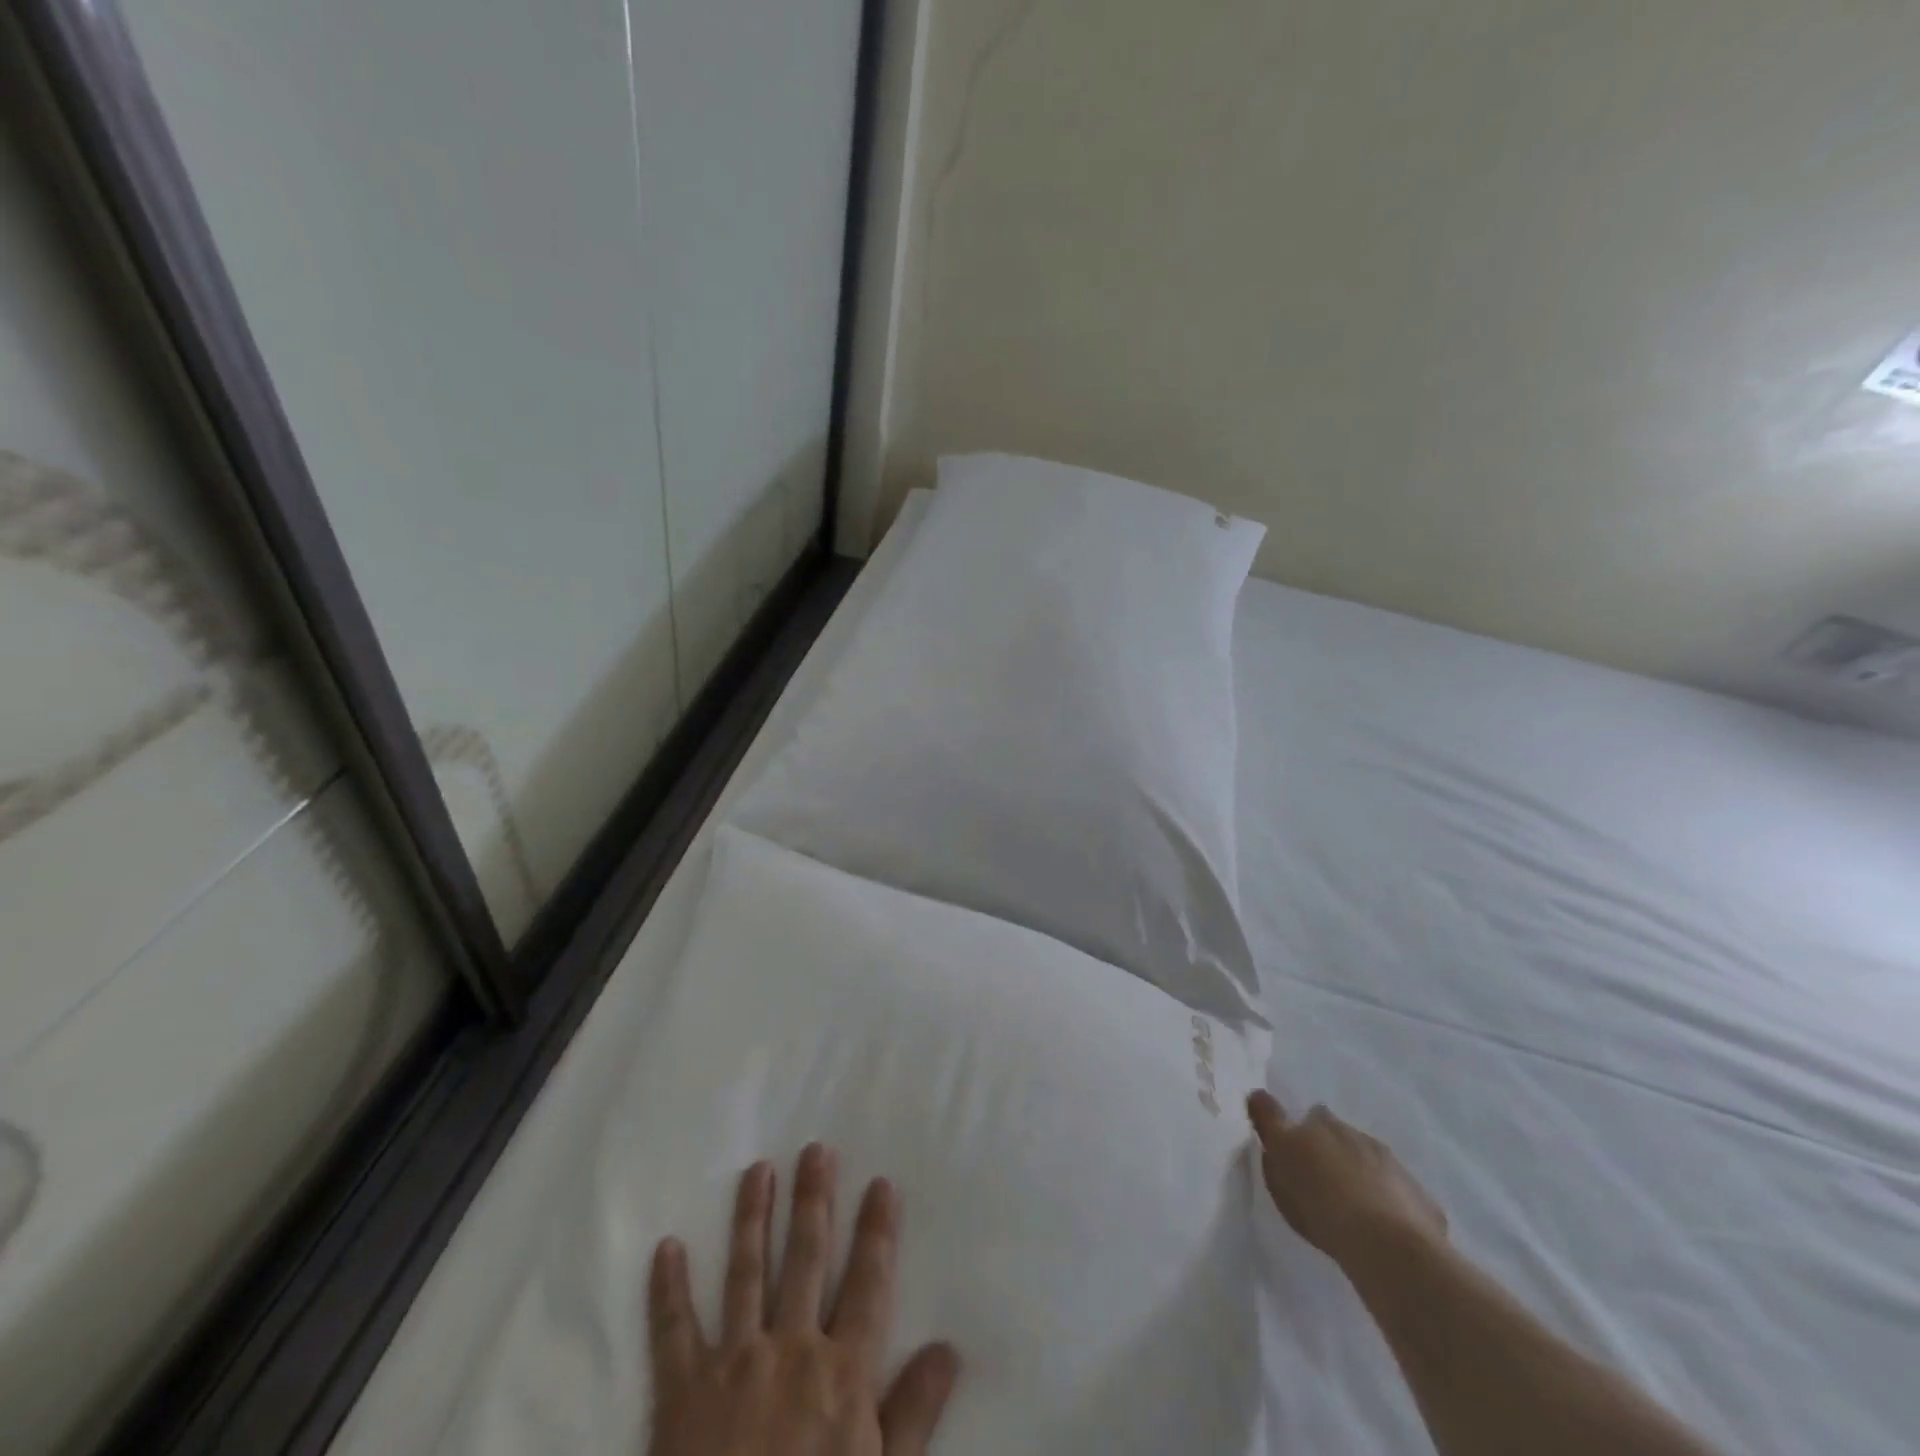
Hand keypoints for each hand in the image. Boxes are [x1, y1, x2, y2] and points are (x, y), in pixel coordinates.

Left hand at [646, 1144, 959, 1455]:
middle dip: (813, 1200)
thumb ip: (915, 1416)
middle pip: (806, 1259)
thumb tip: (948, 1347)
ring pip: (746, 1273)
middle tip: (816, 1149)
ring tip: (758, 1170)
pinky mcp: (681, 1393)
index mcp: (841, 1373)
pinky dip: (667, 1289)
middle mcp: (790, 1350)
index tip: (881, 1182)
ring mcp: (733, 1365)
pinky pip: (672, 1332)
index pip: (868, 1283)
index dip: (877, 1231)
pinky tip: (667, 1247)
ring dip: (752, 1218)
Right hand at [1247, 1090, 1447, 1271]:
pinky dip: (1392, 1206)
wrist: (1387, 1246)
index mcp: (1321, 1125)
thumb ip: (1269, 1128)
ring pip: (1373, 1163)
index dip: (1303, 1131)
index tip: (1296, 1150)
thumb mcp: (1278, 1164)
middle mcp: (1358, 1136)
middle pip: (1342, 1138)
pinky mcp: (1422, 1200)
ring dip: (1364, 1177)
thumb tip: (1258, 1097)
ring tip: (1354, 1211)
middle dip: (1334, 1151)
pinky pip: (1401, 1198)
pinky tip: (1385, 1231)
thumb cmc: (1320, 1203)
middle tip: (1323, 1181)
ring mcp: (1394, 1166)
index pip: (1309, 1115)